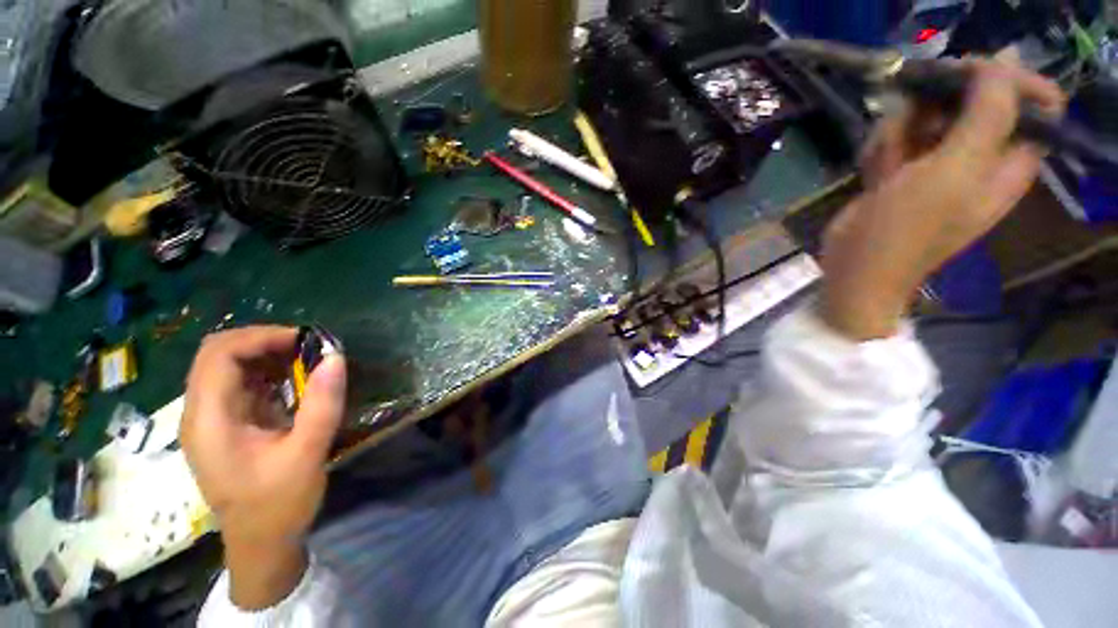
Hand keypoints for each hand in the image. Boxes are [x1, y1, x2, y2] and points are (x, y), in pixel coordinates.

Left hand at [181, 327, 346, 609]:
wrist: (261, 545)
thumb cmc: (278, 505)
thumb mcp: (306, 454)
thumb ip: (322, 404)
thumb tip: (336, 357)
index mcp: (209, 421)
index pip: (219, 355)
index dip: (261, 338)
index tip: (306, 342)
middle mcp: (201, 414)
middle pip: (218, 354)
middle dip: (264, 342)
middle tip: (308, 349)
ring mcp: (212, 420)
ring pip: (229, 366)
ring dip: (268, 356)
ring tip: (307, 362)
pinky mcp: (227, 425)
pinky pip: (242, 384)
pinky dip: (269, 373)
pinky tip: (296, 383)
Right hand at [820, 60, 1065, 339]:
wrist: (856, 267)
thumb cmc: (910, 227)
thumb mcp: (956, 169)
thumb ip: (989, 114)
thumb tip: (1004, 58)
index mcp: (1008, 160)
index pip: (1029, 102)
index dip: (1001, 80)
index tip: (962, 77)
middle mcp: (979, 157)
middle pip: (973, 102)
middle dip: (937, 105)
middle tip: (913, 123)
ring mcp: (939, 164)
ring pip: (928, 117)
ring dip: (900, 129)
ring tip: (885, 159)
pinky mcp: (903, 171)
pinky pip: (897, 139)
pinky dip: (881, 147)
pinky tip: (871, 167)